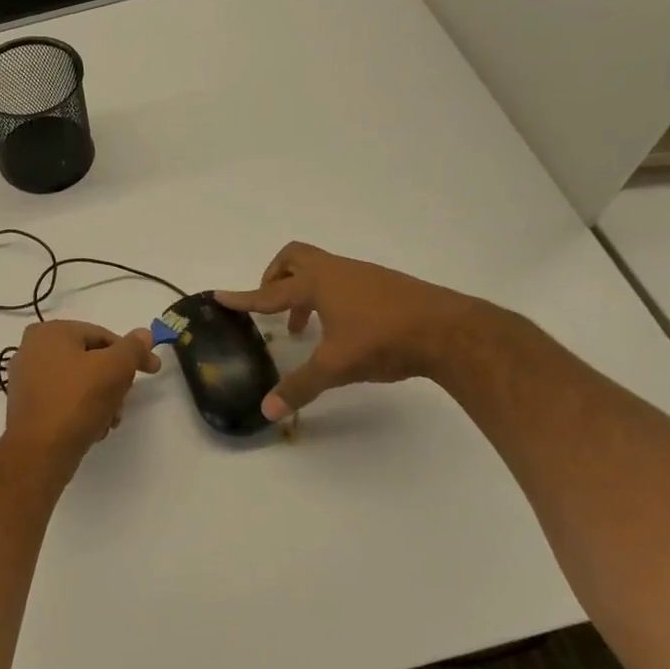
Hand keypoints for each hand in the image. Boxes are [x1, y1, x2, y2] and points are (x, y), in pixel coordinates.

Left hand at [2, 320, 160, 464]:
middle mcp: (32, 350)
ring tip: (110, 420)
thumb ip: (133, 348)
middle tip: (124, 400)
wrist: (40, 452)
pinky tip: (93, 429)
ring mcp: (27, 380)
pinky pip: (64, 400)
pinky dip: (82, 411)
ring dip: (102, 399)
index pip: (101, 335)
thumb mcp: (115, 367)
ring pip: (79, 382)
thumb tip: (144, 334)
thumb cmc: (77, 400)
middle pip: (90, 359)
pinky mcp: (29, 407)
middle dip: (114, 380)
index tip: (152, 369)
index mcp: (49, 331)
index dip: (130, 353)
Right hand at [217, 242, 476, 419]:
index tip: (220, 296)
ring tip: (303, 327)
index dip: (243, 298)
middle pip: (294, 258)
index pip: (269, 292)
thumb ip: (299, 386)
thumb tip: (266, 410)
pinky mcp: (384, 285)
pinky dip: (328, 297)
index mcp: (317, 284)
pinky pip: (342, 281)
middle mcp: (336, 271)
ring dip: (302, 292)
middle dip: (274, 277)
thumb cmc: (383, 340)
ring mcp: (363, 275)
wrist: (450, 330)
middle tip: (269, 305)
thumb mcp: (335, 367)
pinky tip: (340, 329)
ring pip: (320, 270)